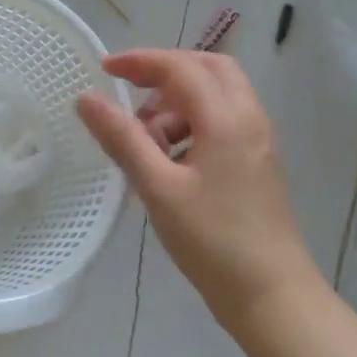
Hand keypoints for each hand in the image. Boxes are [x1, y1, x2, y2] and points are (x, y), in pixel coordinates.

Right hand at [77, 50, 317, 329]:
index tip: (104, 70)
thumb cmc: (212, 240)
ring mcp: (258, 141)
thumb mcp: (158, 188)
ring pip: (218, 95)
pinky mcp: (257, 162)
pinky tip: (170, 160)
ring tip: (146, 139)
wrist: (271, 294)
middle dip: (167, 71)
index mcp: (227, 118)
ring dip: (179, 101)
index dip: (140, 62)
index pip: (181, 68)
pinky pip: (224, 121)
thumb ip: (122, 139)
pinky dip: (193, 123)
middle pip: (209, 69)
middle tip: (131, 91)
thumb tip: (86, 98)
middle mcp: (249, 118)